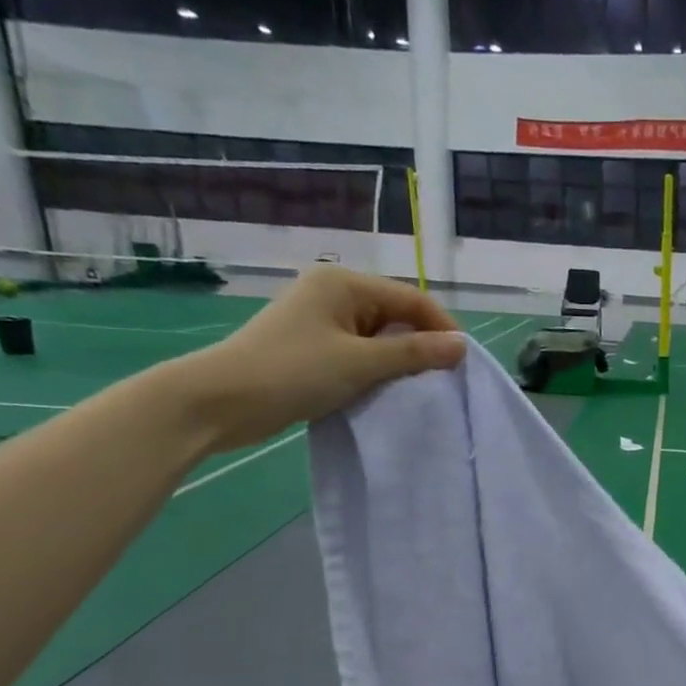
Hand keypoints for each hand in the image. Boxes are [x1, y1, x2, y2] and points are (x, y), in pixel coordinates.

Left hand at [174, 265, 466, 451]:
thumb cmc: (293, 372)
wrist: (221, 401)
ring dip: (400, 361)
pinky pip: (361, 353)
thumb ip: (414, 352)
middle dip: (422, 345)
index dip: (442, 329)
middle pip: (397, 315)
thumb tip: (462, 346)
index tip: (464, 365)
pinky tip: (387, 391)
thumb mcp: (361, 363)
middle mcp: (335, 294)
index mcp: (344, 284)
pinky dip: (378, 370)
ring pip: (380, 337)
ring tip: (420, 389)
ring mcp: (322, 321)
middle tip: (444, 381)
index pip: (412, 299)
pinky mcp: (314, 347)